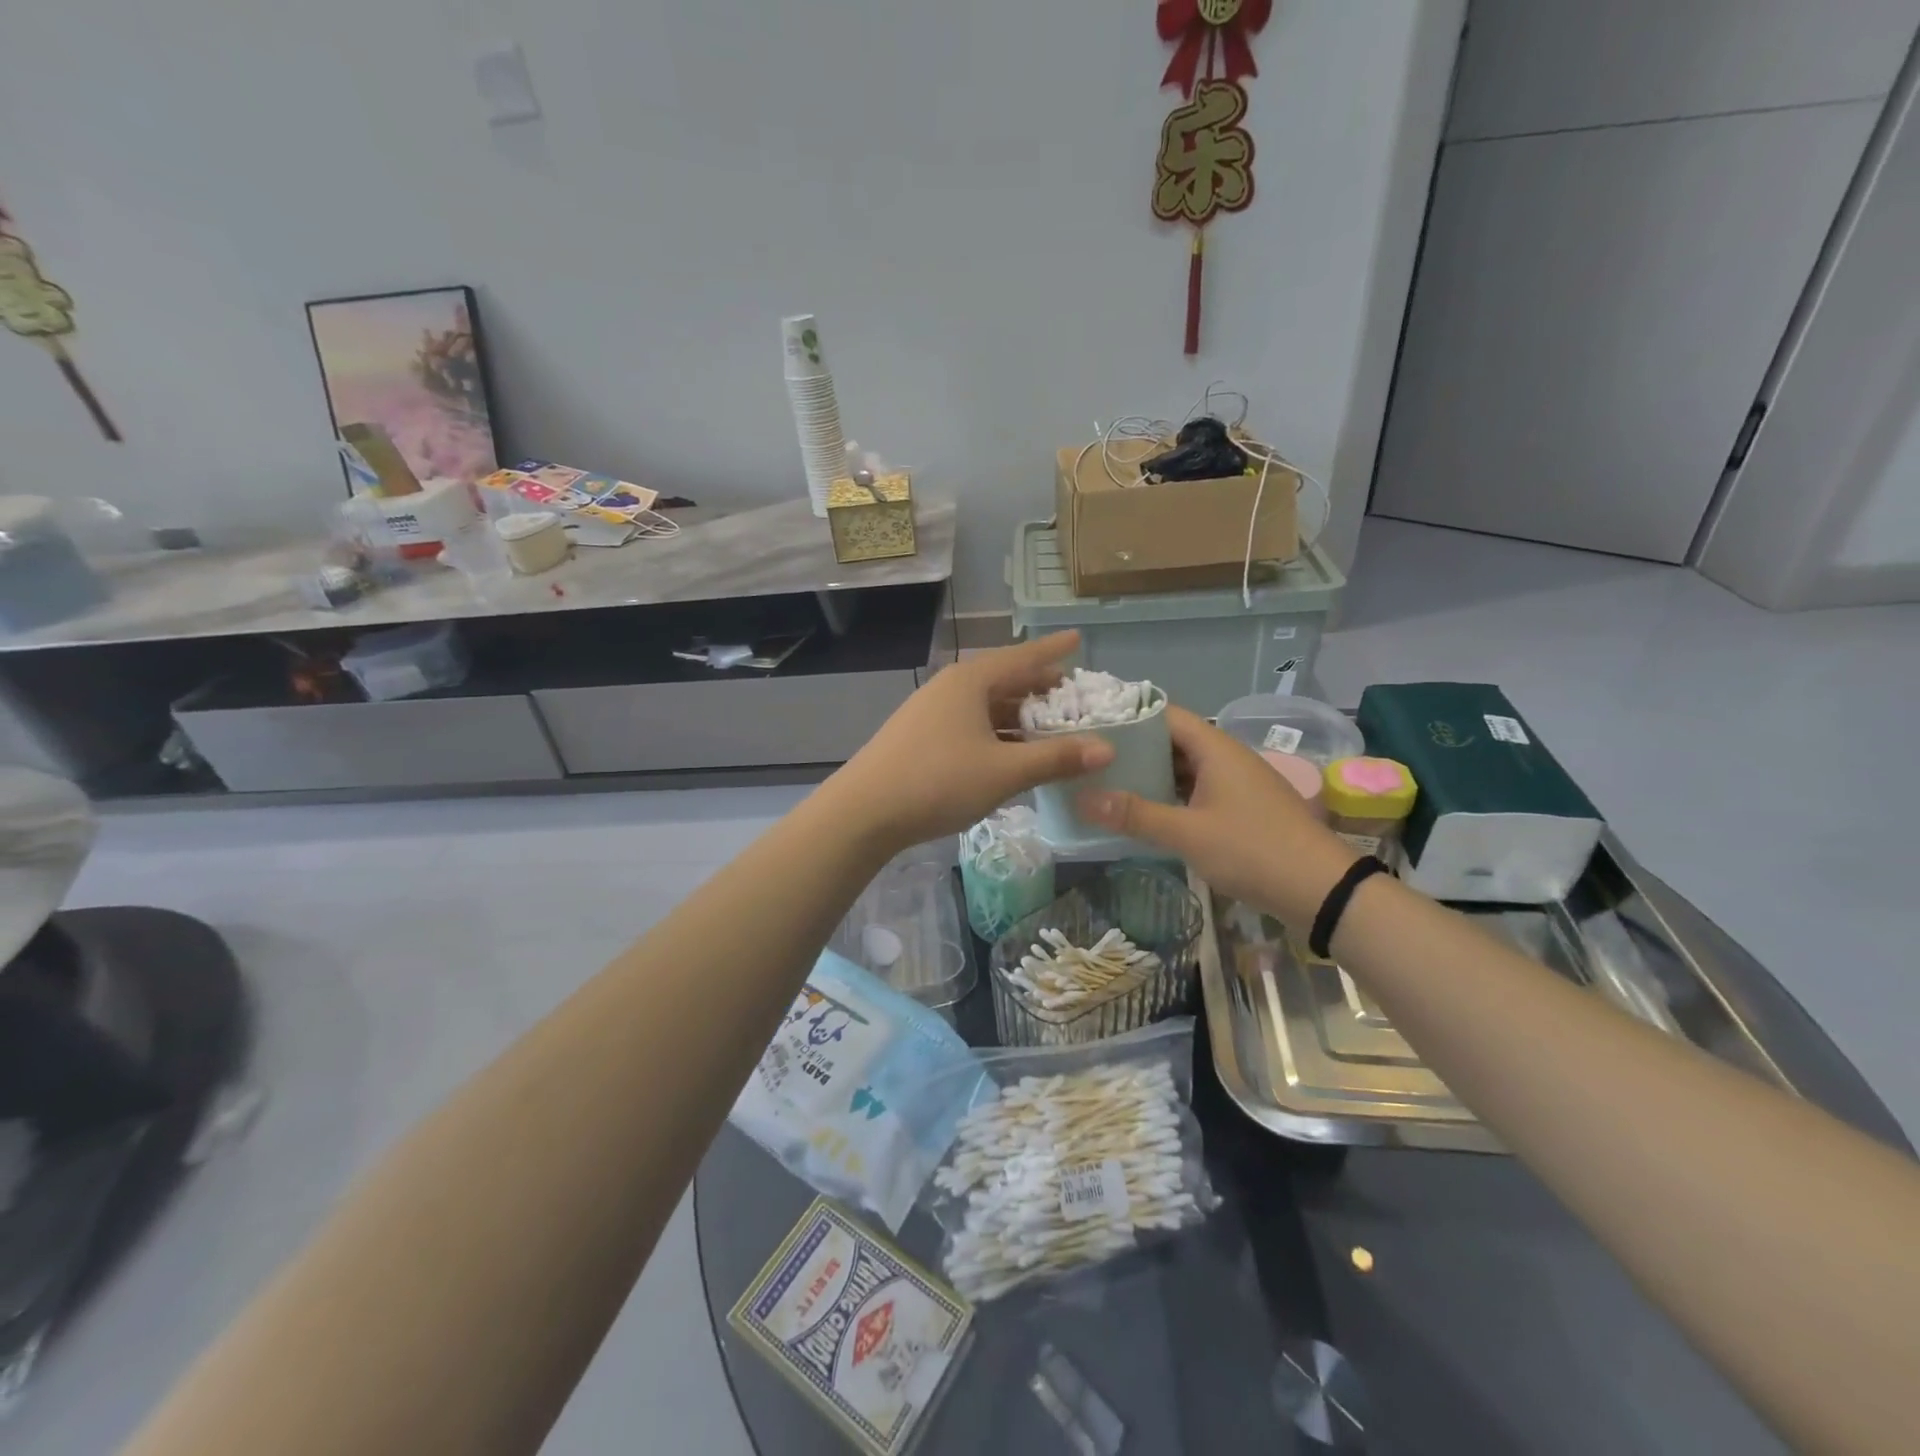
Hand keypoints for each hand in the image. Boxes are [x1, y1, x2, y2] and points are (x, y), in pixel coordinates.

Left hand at [827, 631, 1114, 853]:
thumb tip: (1108, 748)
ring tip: (1051, 729)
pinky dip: (998, 735)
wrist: (864, 812)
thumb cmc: (938, 780)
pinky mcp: (922, 737)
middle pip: (1006, 681)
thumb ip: (1056, 758)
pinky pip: (972, 726)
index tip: (1079, 638)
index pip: (1024, 657)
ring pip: (987, 707)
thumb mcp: (1005, 771)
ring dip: (1020, 717)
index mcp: (972, 680)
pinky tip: (1013, 755)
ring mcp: (933, 712)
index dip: (1054, 650)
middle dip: (1040, 689)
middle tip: (1074, 698)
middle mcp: (952, 688)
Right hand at [1077, 704, 1355, 927]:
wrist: (1322, 890)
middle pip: (1172, 741)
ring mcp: (1237, 783)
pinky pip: (1198, 790)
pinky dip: (1171, 796)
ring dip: (1151, 776)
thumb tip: (1082, 797)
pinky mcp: (1243, 808)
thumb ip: (1135, 814)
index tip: (1091, 727)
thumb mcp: (1188, 834)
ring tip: (1107, 785)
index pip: (1164, 714)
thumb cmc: (1252, 850)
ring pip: (1185, 768)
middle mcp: (1226, 757)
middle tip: (1090, 761)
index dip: (1127, 716)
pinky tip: (1145, 813)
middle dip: (1133, 750)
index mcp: (1215, 748)